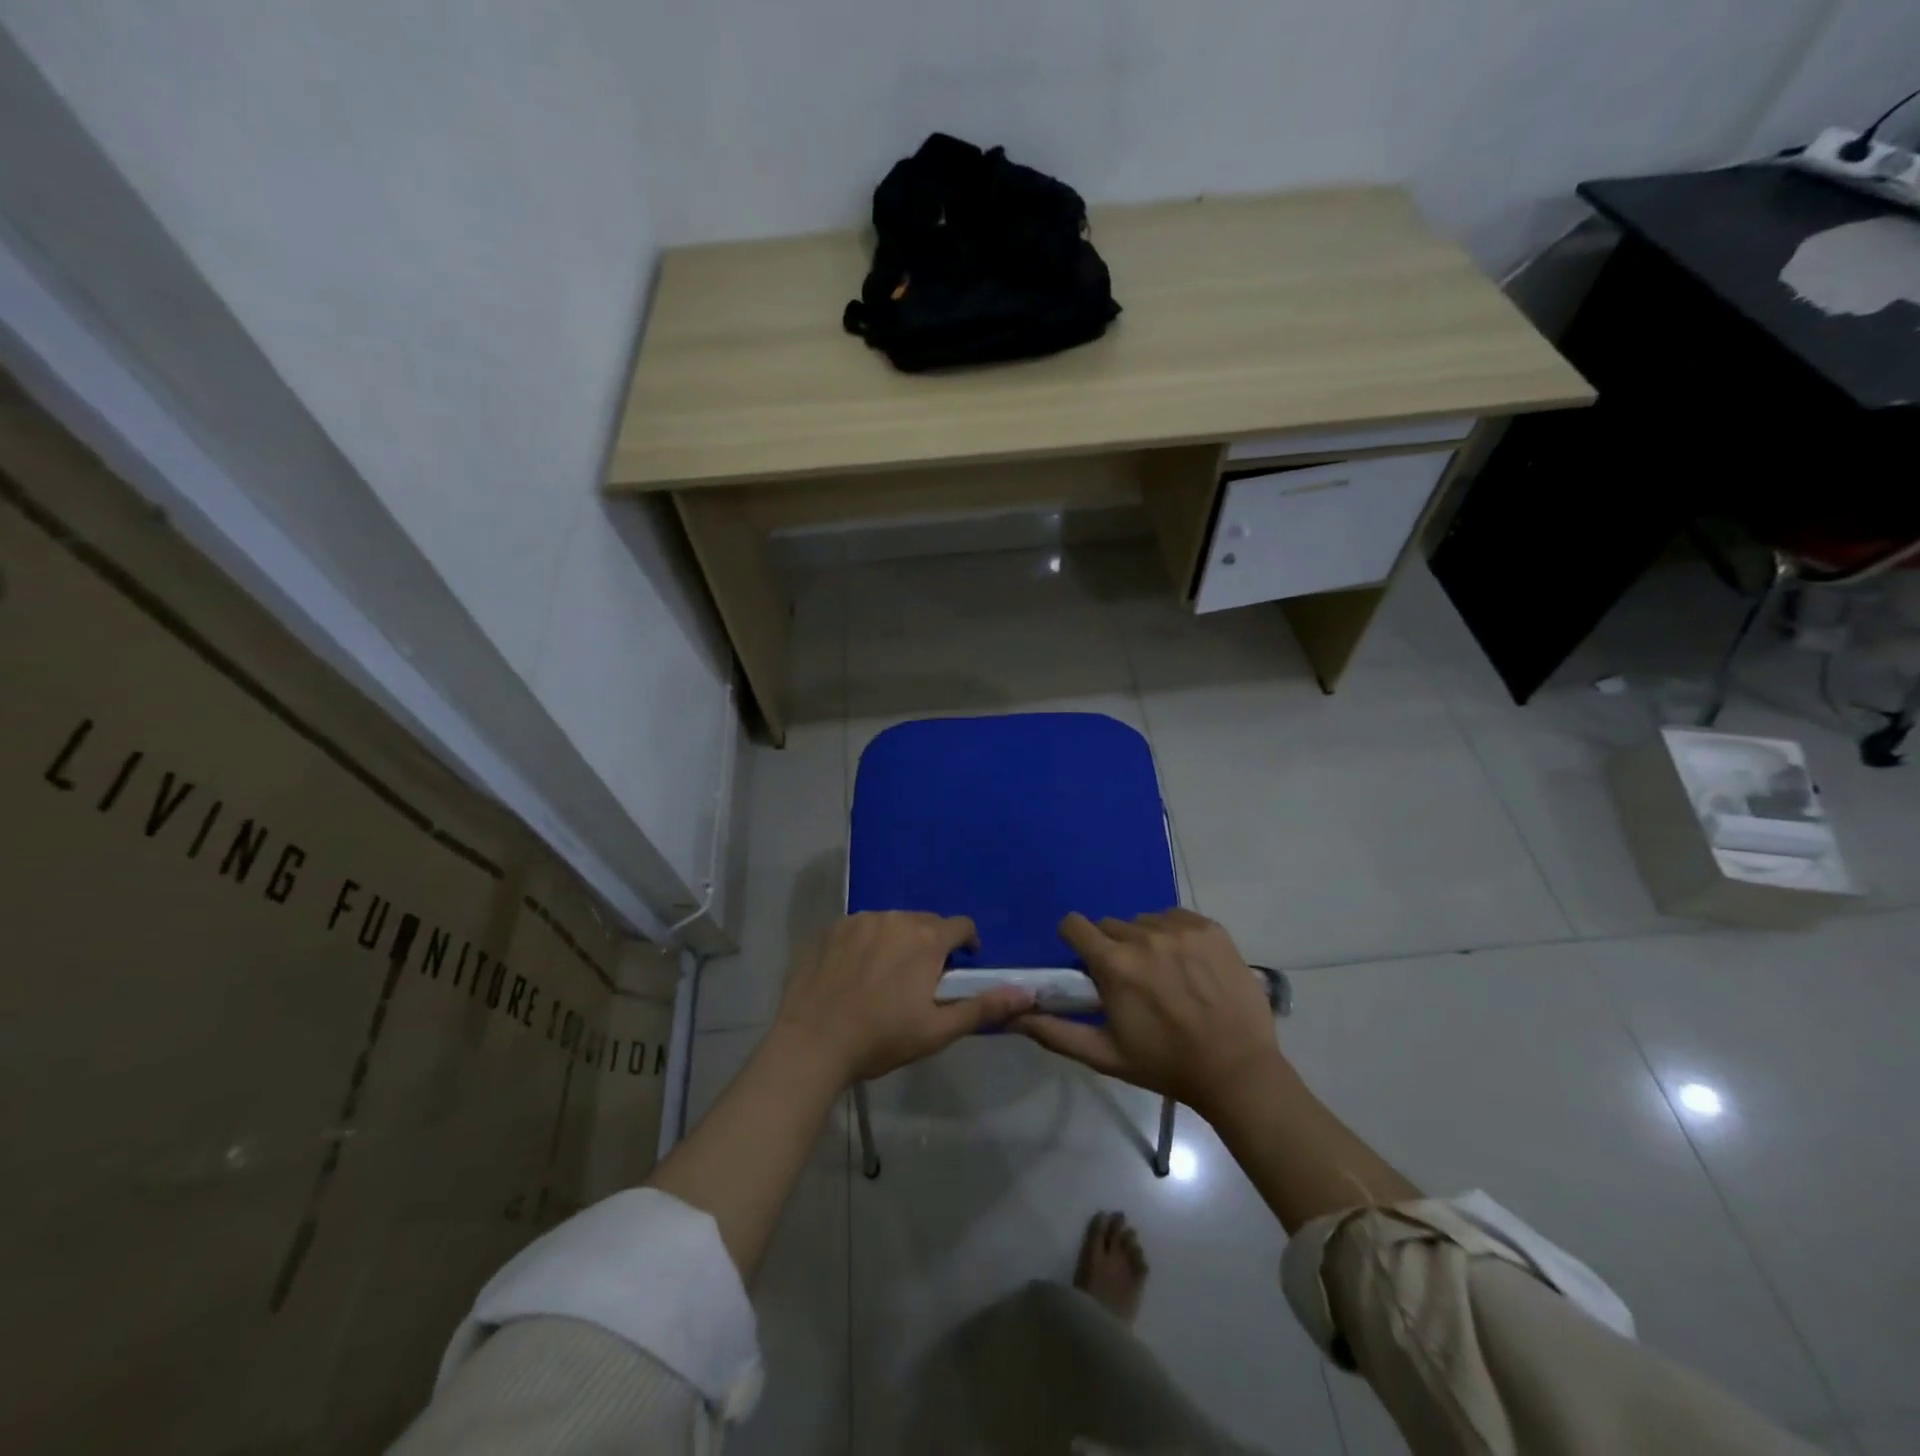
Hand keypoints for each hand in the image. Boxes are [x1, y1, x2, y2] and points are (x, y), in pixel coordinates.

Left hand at [775, 912, 1034, 1082]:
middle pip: (926, 922)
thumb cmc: (881, 1038)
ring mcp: (861, 919)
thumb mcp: (938, 1030)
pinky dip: (868, 941)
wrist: (813, 1042)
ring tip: (888, 976)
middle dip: (932, 943)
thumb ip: (984, 1007)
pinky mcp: (833, 927)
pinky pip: (862, 927)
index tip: (960, 967)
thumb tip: (1027, 993)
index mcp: (927, 939)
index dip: (966, 944)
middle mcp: (896, 918)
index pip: (961, 926)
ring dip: (899, 940)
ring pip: (893, 922)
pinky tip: (857, 972)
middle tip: (922, 979)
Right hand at [1015, 909, 1283, 1121]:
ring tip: (1164, 975)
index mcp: (1114, 964)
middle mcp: (1144, 936)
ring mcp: (1181, 929)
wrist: (1237, 1070)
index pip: (1074, 924)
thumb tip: (1012, 1016)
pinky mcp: (1211, 928)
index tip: (1085, 961)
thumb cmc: (1165, 1065)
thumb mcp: (1105, 1055)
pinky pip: (1177, 918)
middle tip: (1130, 981)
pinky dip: (1175, 935)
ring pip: (1144, 921)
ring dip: (1144, 941)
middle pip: (1110, 926)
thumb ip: (1055, 1032)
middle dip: (1112, 948)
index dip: (1074, 940)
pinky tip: (1188, 965)